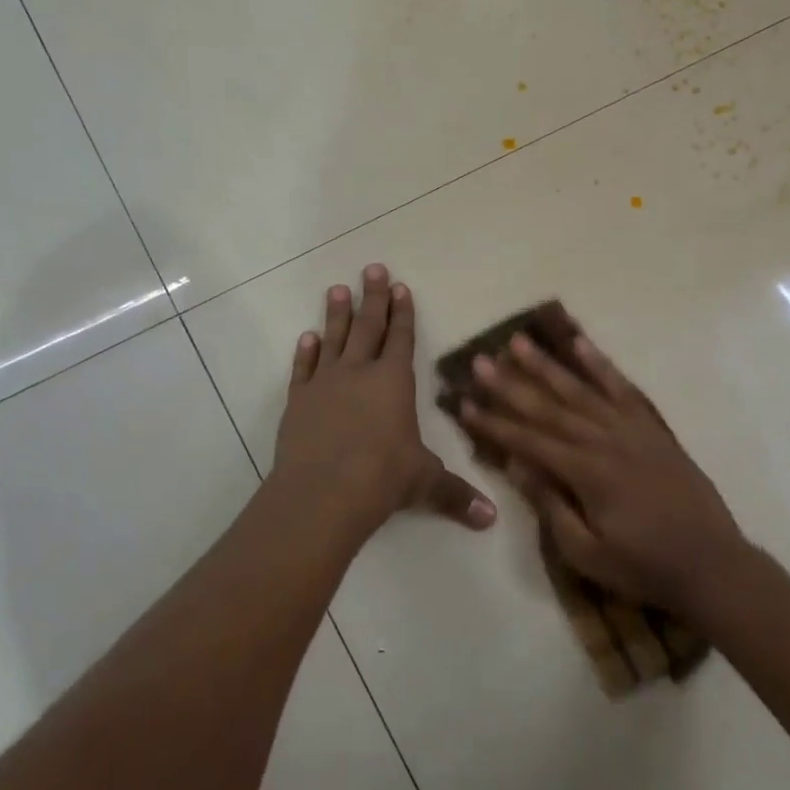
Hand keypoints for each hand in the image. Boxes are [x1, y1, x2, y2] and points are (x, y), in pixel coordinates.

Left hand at [273, 264, 495, 539]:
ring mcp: (325, 384)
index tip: (399, 286)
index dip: (402, 312)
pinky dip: (306, 352)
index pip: (401, 338)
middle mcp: (359, 373)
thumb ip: (456, 495)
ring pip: (333, 339)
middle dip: (372, 298)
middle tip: (370, 269)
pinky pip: (303, 369)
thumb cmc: (383, 479)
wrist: (323, 493)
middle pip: (367, 327)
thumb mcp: (425, 483)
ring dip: (336, 314)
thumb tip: (491, 520)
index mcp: (394, 382)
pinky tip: (307, 338)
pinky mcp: (298, 401)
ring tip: (336, 289)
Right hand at [460, 330, 746, 616]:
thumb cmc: (643, 567)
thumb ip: (550, 504)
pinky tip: (581, 344)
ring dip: (548, 365)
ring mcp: (632, 429)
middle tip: (480, 361)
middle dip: (510, 384)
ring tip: (519, 342)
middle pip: (549, 407)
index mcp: (586, 473)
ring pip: (581, 390)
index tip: (464, 403)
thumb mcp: (586, 552)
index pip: (528, 441)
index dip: (493, 422)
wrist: (712, 564)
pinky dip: (601, 364)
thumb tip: (515, 463)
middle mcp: (605, 440)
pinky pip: (623, 388)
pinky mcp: (652, 428)